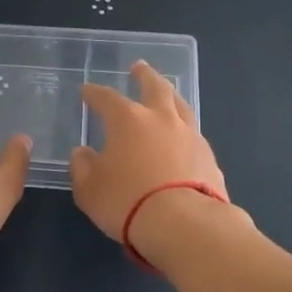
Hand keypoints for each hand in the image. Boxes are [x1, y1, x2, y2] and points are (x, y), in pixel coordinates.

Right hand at [70, 62, 228, 244]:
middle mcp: (161, 119)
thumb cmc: (127, 201)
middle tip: (139, 67)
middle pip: (155, 87)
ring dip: (170, 96)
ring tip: (166, 93)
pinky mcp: (209, 157)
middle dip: (144, 75)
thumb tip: (83, 153)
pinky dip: (183, 129)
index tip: (86, 91)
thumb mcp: (89, 189)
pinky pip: (193, 133)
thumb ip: (83, 167)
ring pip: (180, 105)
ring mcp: (190, 136)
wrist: (185, 225)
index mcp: (127, 120)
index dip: (94, 94)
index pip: (106, 98)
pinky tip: (181, 137)